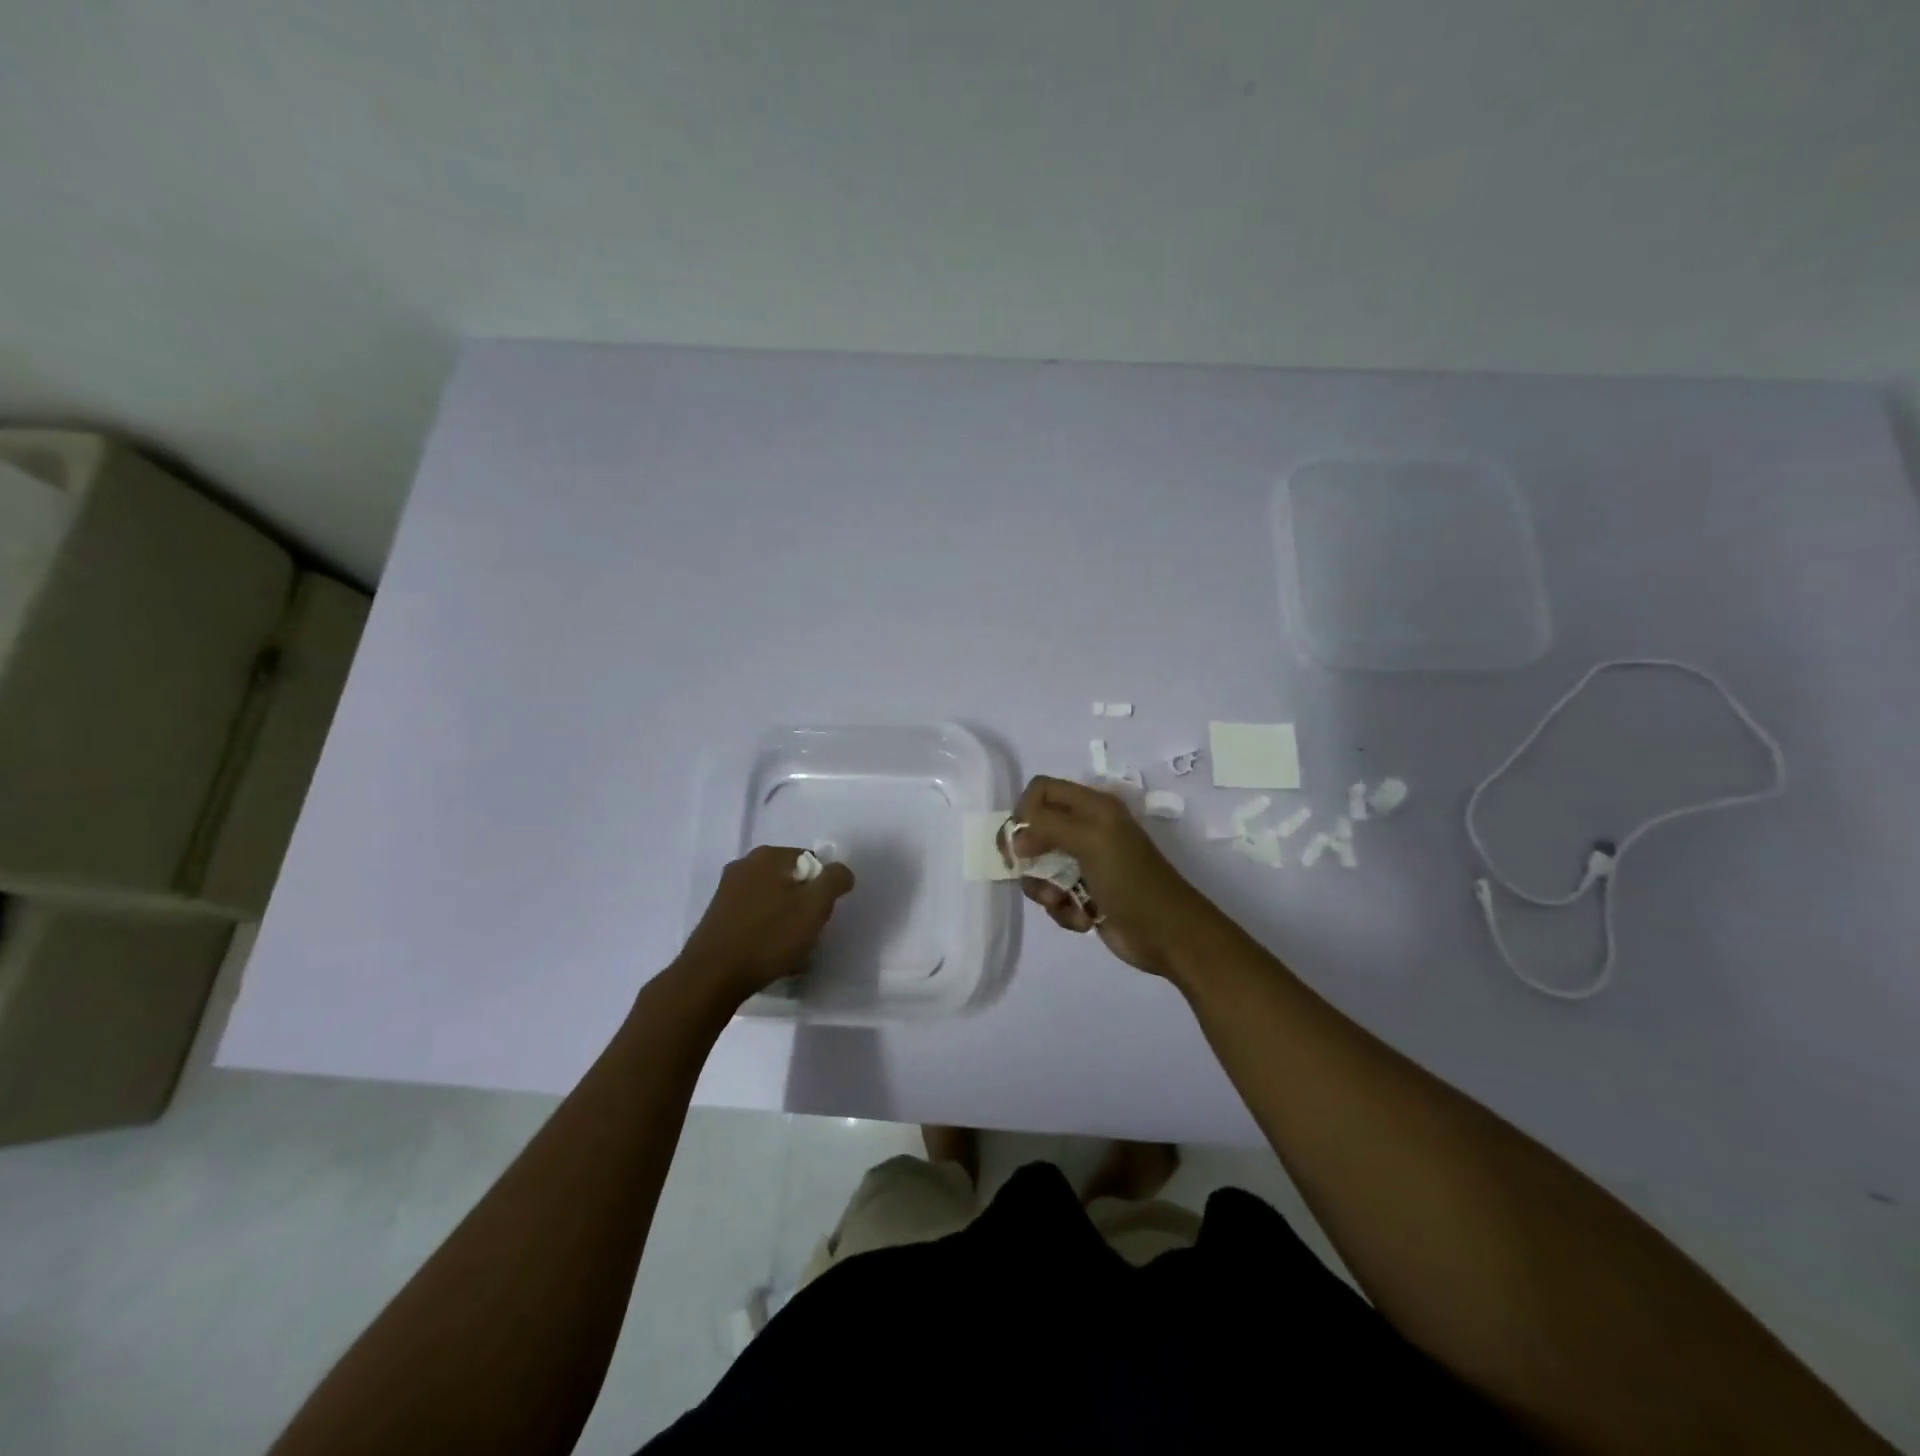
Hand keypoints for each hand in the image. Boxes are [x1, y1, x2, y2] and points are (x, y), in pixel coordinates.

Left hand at [677, 845, 855, 1003]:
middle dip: (803, 903)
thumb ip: (834, 880)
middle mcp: (744, 864)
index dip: (822, 887)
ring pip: (772, 899)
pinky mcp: (717, 915)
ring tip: (787, 947)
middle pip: (791, 879)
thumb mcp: (815, 907)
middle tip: (806, 931)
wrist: (711, 978)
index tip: (820, 914)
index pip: (811, 860)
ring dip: (784, 918)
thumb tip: (841, 871)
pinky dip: (764, 929)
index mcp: (768, 855)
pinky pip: (753, 915)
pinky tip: (766, 952)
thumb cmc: (768, 937)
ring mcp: (726, 890)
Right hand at [1009, 776, 1223, 978]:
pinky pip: (1052, 895)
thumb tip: (1017, 837)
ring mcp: (1084, 864)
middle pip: (1034, 830)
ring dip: (1044, 889)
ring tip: (1062, 902)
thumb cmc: (1130, 880)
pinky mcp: (1084, 896)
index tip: (1020, 840)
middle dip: (1028, 856)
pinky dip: (1061, 909)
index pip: (1042, 790)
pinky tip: (1082, 919)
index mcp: (1092, 807)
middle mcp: (1086, 829)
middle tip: (1028, 872)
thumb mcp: (1091, 840)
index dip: (1024, 811)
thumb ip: (1047, 825)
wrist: (1167, 934)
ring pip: (1039, 868)